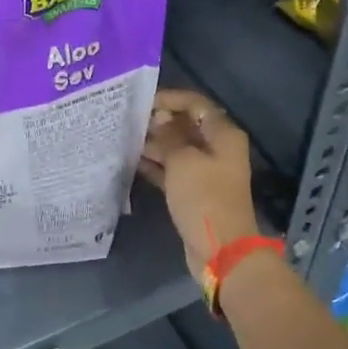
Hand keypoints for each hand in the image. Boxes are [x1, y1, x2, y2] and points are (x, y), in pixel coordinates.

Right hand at [140, 89, 259, 281]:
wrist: (221, 249)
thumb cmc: (204, 198)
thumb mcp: (183, 162)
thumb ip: (169, 137)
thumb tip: (158, 119)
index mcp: (223, 135)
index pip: (196, 104)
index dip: (170, 99)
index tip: (142, 102)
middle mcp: (217, 149)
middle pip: (186, 125)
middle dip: (158, 122)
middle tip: (128, 121)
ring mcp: (205, 171)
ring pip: (177, 149)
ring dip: (154, 144)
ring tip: (124, 139)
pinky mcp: (194, 192)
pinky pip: (172, 170)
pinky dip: (156, 165)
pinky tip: (132, 161)